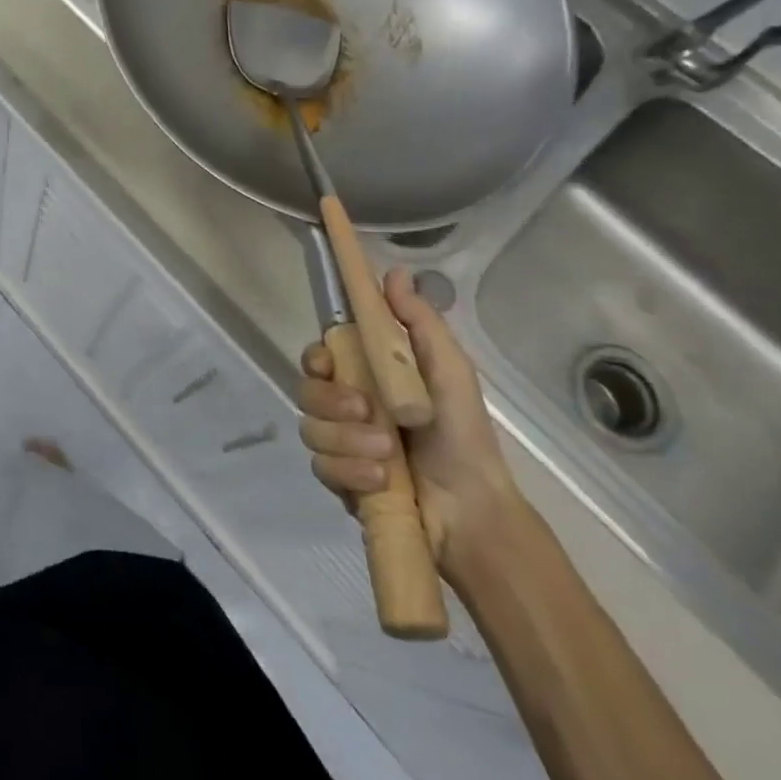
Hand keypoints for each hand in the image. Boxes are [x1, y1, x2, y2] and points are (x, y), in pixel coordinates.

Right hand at [298, 268, 519, 572]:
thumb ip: (418, 321)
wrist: (473, 509)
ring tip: (387, 455)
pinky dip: (349, 472)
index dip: (315, 357)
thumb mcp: (448, 369)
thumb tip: (394, 270)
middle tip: (366, 411)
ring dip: (348, 440)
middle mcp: (346, 407)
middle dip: (332, 401)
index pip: (319, 356)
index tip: (328, 362)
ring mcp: (340, 444)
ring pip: (311, 429)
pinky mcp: (338, 480)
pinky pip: (321, 466)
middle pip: (307, 390)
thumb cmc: (462, 433)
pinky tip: (380, 480)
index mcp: (368, 377)